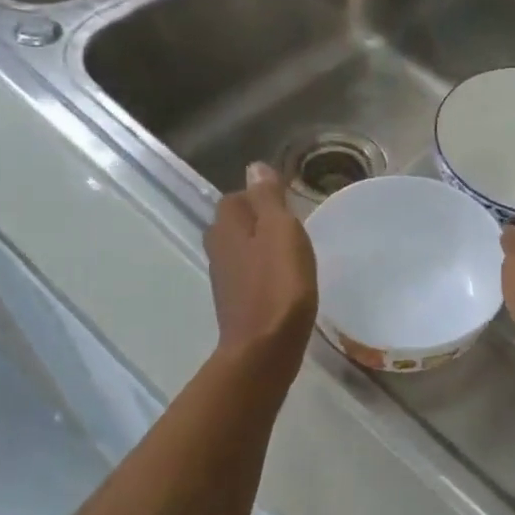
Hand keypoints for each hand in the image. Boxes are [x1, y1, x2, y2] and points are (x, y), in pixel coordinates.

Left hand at [204, 163, 317, 380]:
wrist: (265, 347)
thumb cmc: (279, 285)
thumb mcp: (281, 231)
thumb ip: (268, 198)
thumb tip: (254, 167)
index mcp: (226, 225)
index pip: (239, 196)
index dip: (263, 197)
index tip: (290, 205)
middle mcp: (218, 247)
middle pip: (239, 222)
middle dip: (262, 221)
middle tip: (295, 228)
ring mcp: (225, 277)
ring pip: (244, 249)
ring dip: (264, 248)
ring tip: (295, 254)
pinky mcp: (236, 302)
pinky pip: (251, 274)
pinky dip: (266, 272)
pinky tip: (286, 282)